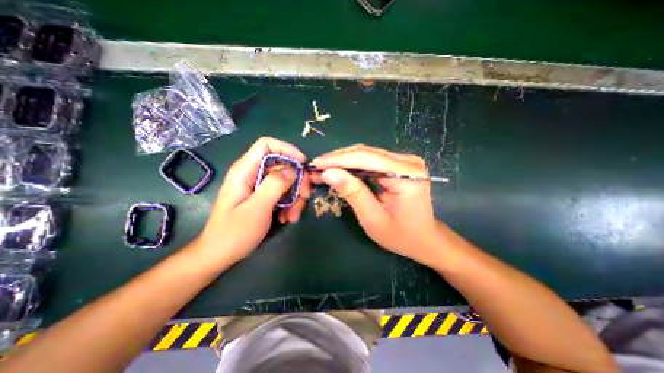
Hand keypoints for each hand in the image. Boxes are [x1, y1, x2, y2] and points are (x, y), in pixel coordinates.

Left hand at [195, 138, 311, 264]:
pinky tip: (287, 218)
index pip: (267, 145)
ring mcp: (259, 187)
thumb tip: (293, 170)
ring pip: (285, 181)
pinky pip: (282, 194)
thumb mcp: (258, 207)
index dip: (287, 149)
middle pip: (282, 165)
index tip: (303, 164)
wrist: (220, 255)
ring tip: (293, 215)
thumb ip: (275, 185)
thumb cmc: (234, 232)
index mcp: (245, 170)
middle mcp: (253, 174)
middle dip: (297, 180)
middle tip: (305, 196)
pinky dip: (289, 205)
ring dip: (295, 197)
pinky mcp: (263, 198)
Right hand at [310, 144, 441, 265]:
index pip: (367, 158)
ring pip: (367, 154)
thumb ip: (353, 193)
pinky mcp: (399, 164)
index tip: (316, 164)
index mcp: (407, 175)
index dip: (338, 159)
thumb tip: (328, 173)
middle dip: (338, 159)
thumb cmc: (401, 235)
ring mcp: (404, 161)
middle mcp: (408, 161)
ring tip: (323, 168)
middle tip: (316, 167)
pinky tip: (339, 170)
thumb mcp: (373, 219)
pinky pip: (371, 160)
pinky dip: (353, 165)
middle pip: (366, 152)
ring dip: (343, 161)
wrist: (424, 238)